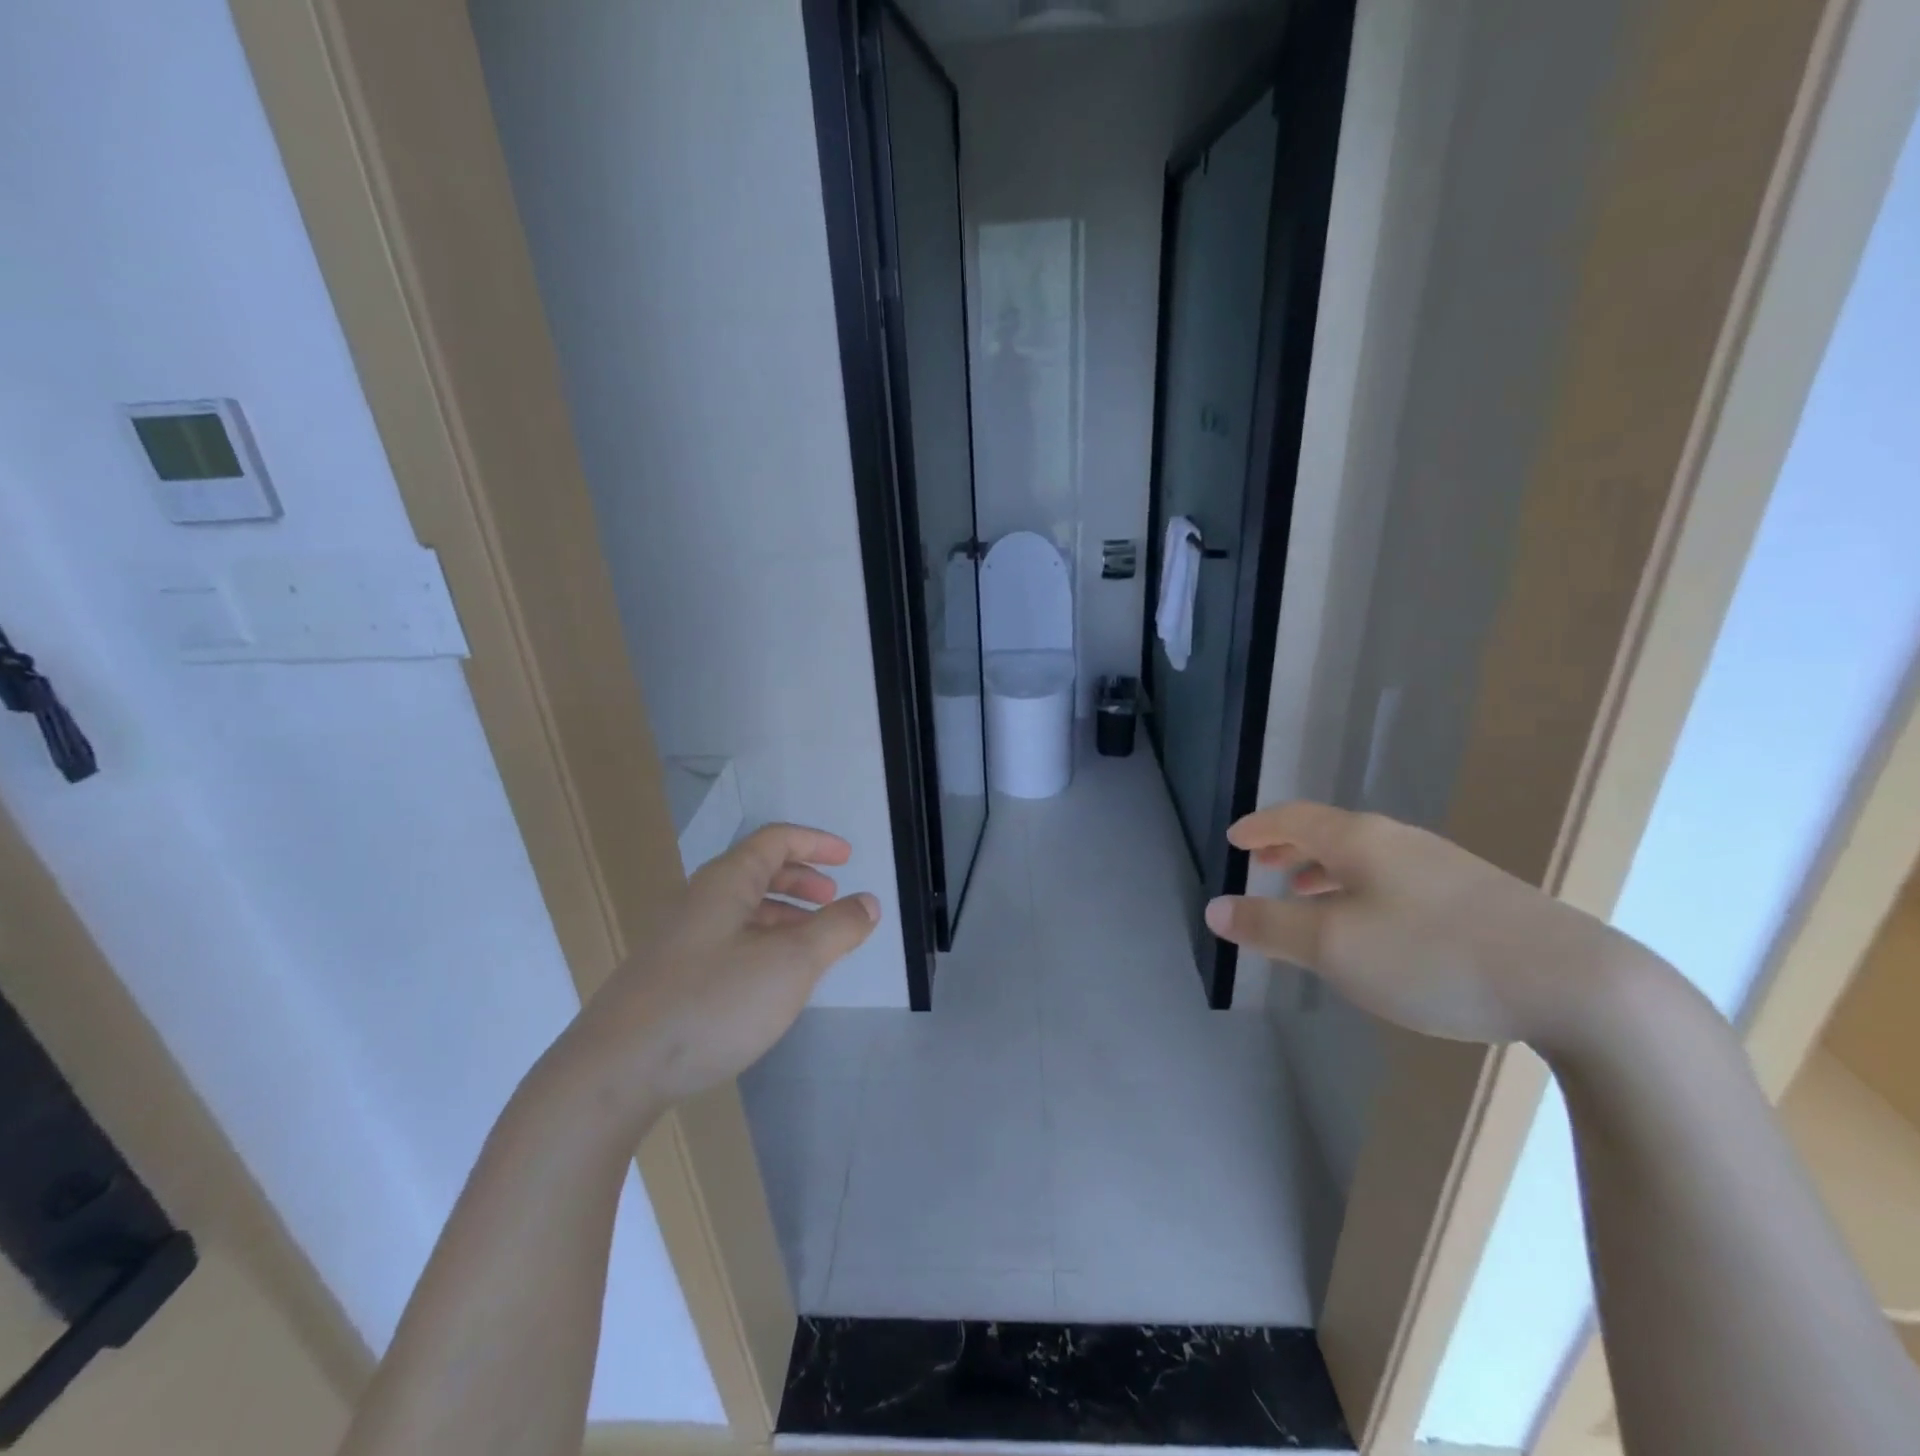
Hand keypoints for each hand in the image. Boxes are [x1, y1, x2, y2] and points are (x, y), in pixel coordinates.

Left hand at [555, 824, 879, 1117]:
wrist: (613, 1072)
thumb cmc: (712, 1003)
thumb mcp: (791, 964)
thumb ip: (836, 929)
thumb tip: (867, 902)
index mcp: (725, 883)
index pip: (775, 840)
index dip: (815, 843)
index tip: (848, 858)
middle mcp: (698, 901)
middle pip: (756, 871)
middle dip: (800, 879)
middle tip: (831, 897)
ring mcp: (678, 940)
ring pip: (741, 910)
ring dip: (782, 915)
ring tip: (811, 943)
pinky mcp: (668, 977)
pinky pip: (726, 940)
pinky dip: (760, 943)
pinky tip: (769, 981)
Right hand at [1204, 802, 1664, 1055]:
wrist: (1576, 985)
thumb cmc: (1432, 956)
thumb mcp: (1334, 947)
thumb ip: (1269, 927)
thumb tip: (1215, 909)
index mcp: (1360, 840)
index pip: (1294, 818)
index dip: (1259, 827)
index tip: (1235, 839)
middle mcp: (1399, 841)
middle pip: (1330, 832)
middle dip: (1290, 846)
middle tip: (1262, 861)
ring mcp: (1443, 868)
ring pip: (1365, 858)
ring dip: (1325, 870)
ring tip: (1306, 892)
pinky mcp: (1477, 898)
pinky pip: (1395, 880)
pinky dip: (1361, 889)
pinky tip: (1373, 925)